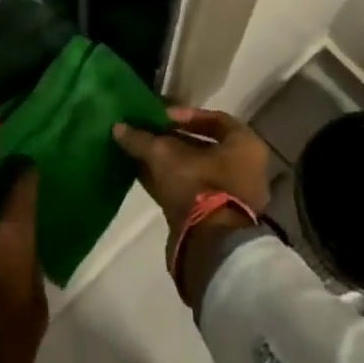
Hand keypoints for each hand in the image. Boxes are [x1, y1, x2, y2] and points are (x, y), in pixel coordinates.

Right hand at [112, 108, 270, 304]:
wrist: (210, 247)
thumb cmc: (198, 185)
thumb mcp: (164, 155)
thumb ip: (141, 139)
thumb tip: (118, 127)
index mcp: (245, 146)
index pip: (215, 119)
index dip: (185, 115)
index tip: (161, 117)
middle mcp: (245, 169)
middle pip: (204, 147)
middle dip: (172, 140)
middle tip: (147, 133)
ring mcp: (232, 196)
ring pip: (195, 170)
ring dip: (168, 162)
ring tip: (139, 152)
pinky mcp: (216, 219)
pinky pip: (191, 191)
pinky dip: (169, 181)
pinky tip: (142, 173)